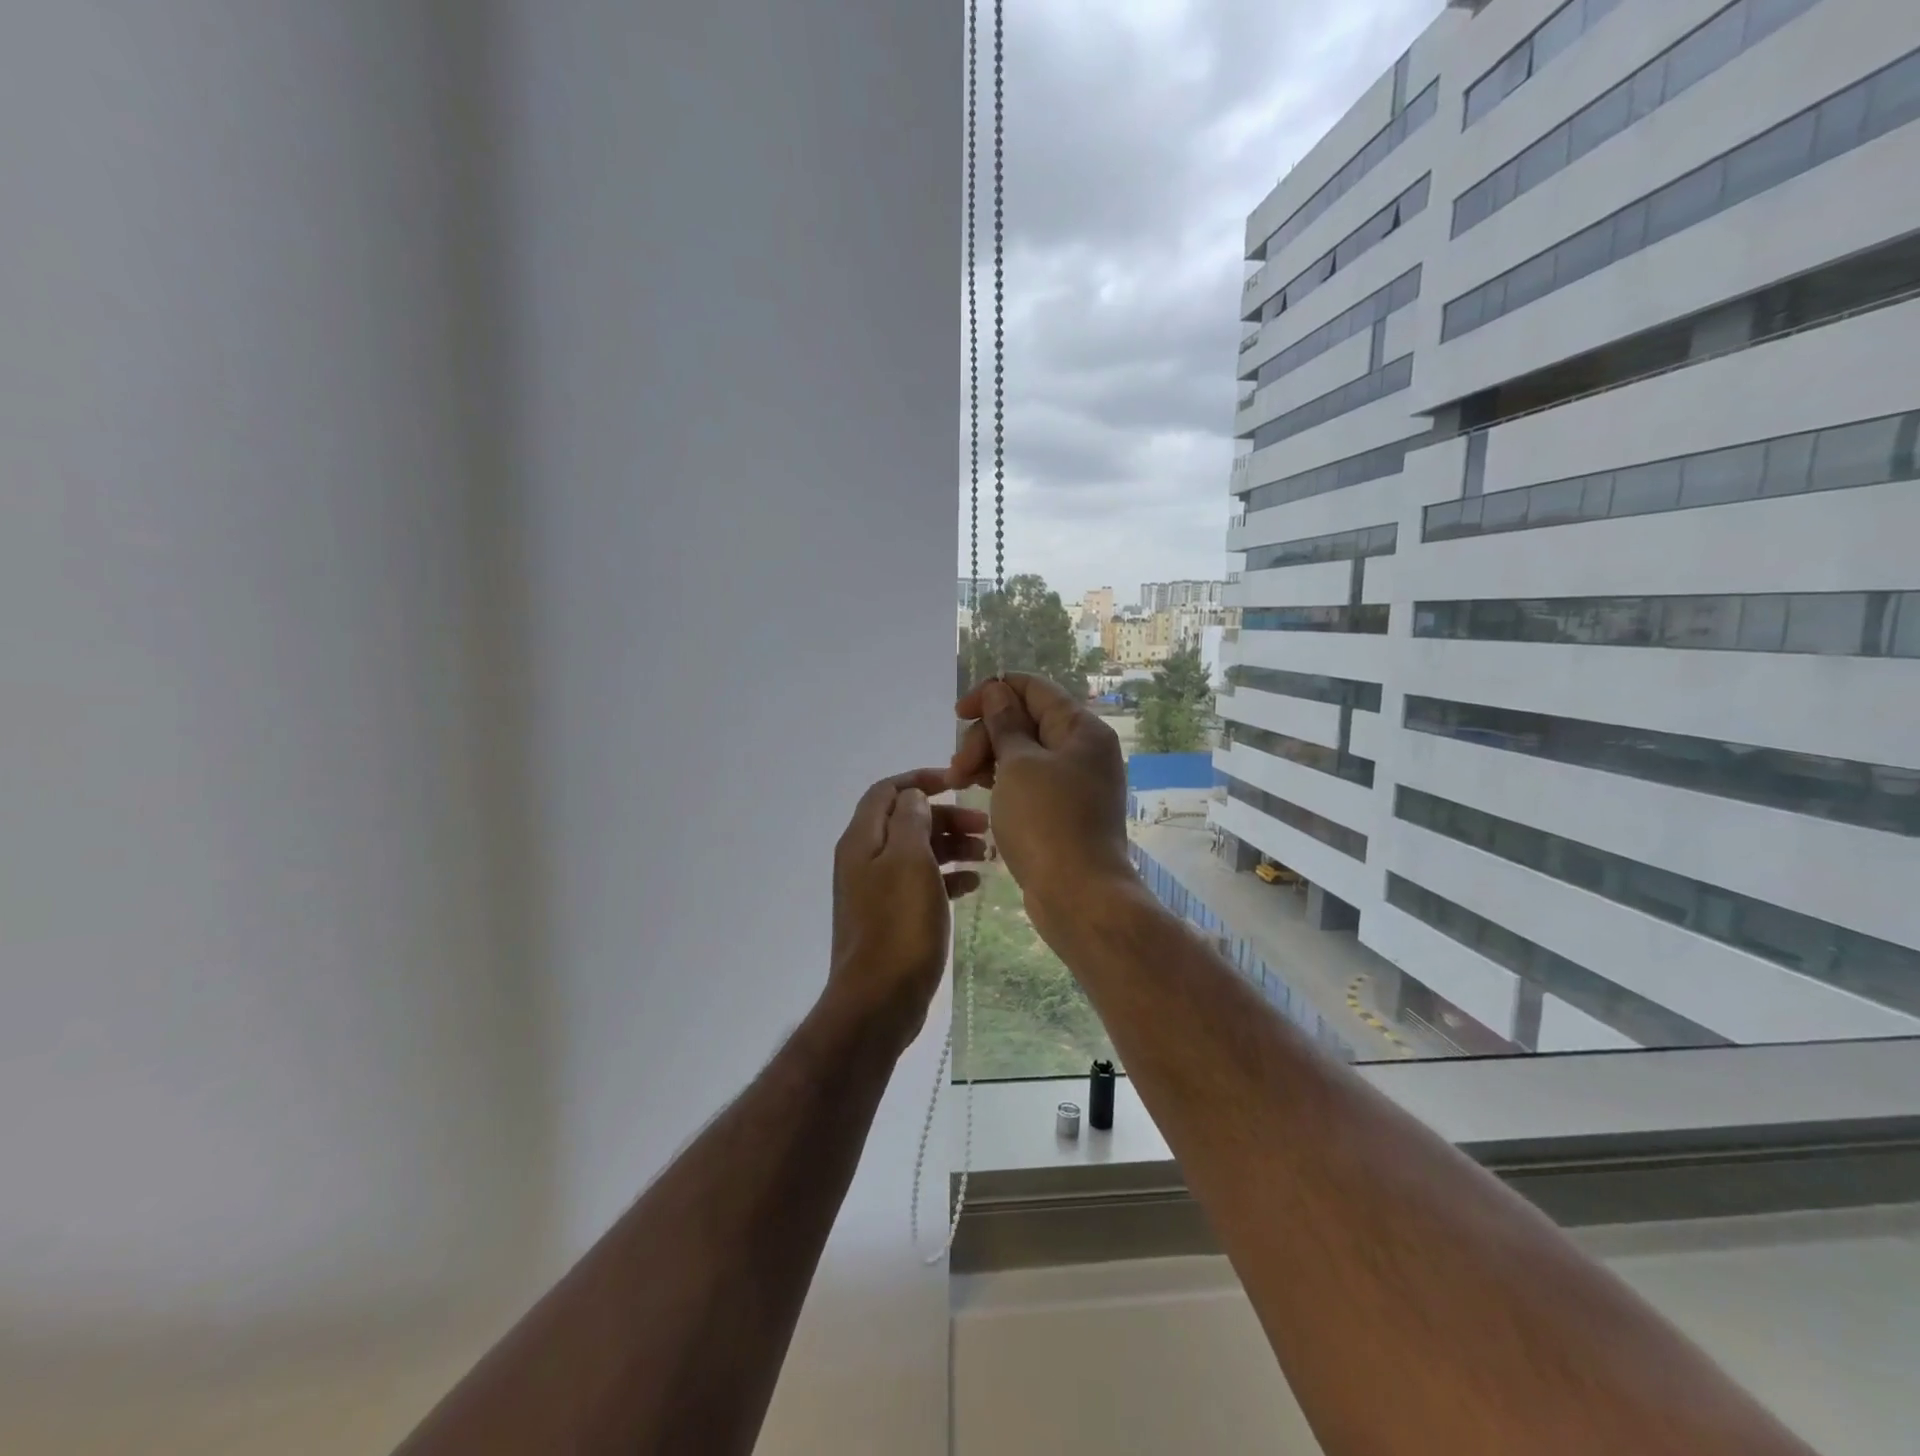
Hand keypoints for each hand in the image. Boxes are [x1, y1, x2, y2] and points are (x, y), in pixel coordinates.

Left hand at [822, 769, 986, 1055]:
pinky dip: (946, 876)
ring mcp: (877, 890)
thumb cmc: (898, 924)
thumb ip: (912, 821)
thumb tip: (913, 798)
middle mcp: (865, 859)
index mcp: (862, 840)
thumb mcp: (910, 861)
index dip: (921, 780)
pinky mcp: (891, 917)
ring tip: (988, 854)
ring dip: (951, 846)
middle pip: (906, 821)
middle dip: (945, 817)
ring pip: (917, 852)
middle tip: (985, 826)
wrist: (878, 999)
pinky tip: (974, 884)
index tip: (959, 783)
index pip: (888, 791)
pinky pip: (921, 883)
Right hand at [949, 675, 1132, 927]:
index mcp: (1081, 728)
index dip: (992, 693)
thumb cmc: (1047, 822)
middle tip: (957, 770)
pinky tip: (980, 794)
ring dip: (988, 759)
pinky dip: (1003, 781)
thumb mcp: (1018, 764)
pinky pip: (1029, 780)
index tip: (958, 714)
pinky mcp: (1065, 810)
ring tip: (960, 784)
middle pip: (1025, 720)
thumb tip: (998, 691)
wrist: (1079, 895)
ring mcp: (1076, 781)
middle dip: (985, 735)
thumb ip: (1004, 723)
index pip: (1033, 688)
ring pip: (1023, 752)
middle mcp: (1083, 749)